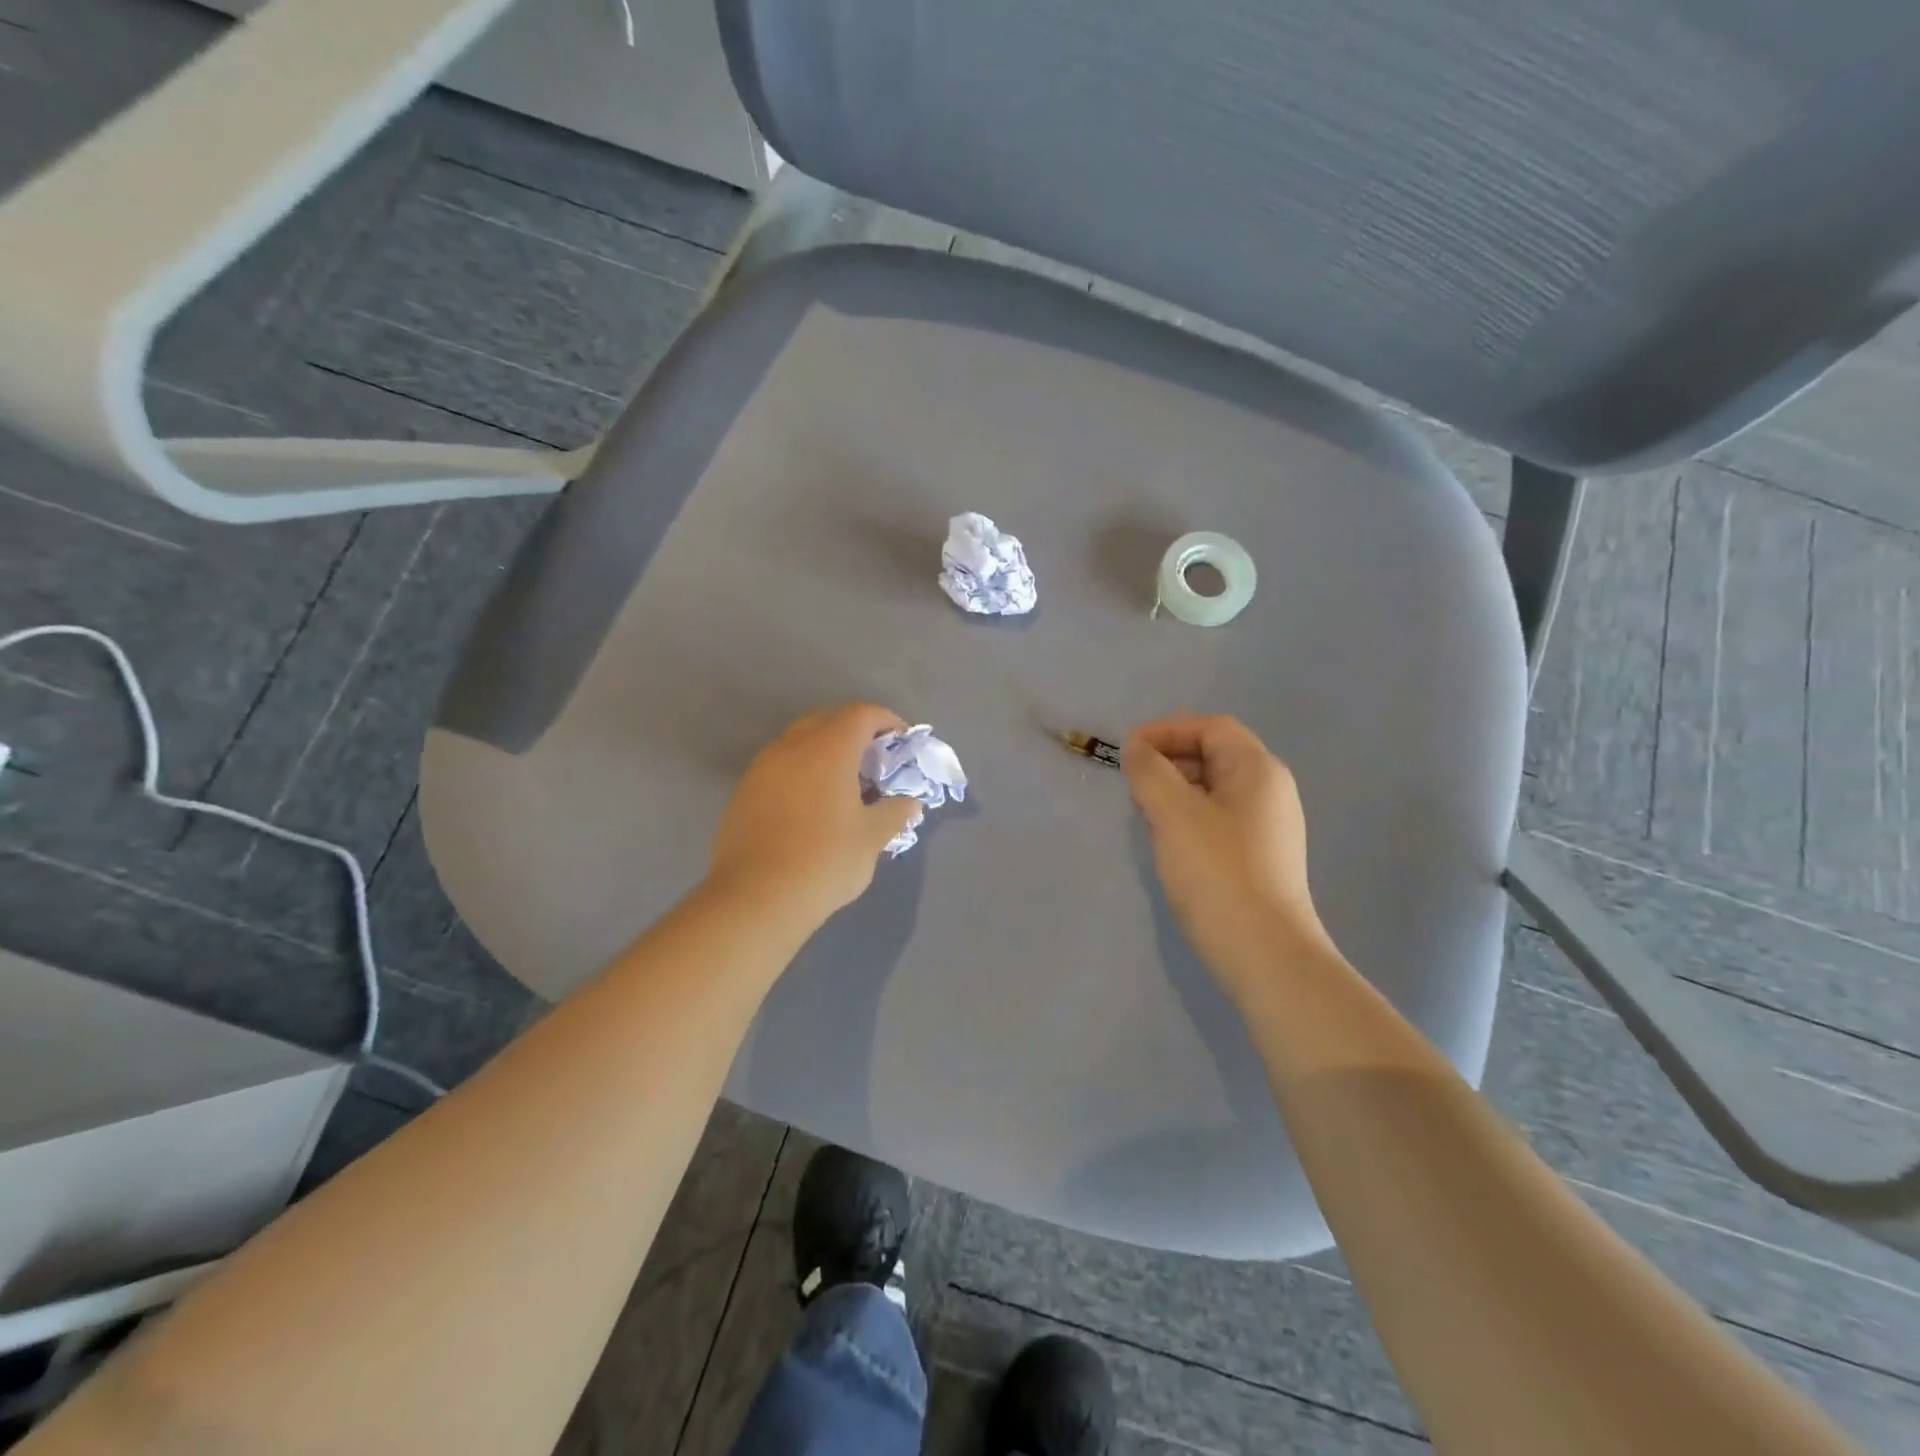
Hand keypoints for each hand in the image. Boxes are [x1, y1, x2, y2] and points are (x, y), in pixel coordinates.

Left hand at [707, 704, 923, 928]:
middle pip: (829, 720)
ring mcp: (763, 767)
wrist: (756, 898)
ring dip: (827, 751)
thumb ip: (895, 812)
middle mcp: (792, 746)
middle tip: (875, 762)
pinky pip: (781, 766)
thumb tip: (910, 802)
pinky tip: (813, 805)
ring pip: (801, 742)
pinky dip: (803, 771)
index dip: (887, 721)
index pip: (862, 713)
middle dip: (856, 732)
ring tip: (845, 784)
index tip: (902, 742)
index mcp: (828, 748)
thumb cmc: (824, 860)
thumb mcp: (872, 837)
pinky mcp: (745, 791)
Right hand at [1121, 714, 1328, 997]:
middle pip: (1214, 755)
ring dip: (1174, 791)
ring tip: (1145, 815)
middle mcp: (1271, 791)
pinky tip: (1168, 843)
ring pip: (1213, 790)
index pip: (1211, 727)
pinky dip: (1188, 818)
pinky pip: (1218, 819)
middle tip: (1132, 786)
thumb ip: (1150, 771)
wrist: (1264, 954)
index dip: (1166, 730)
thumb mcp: (1173, 814)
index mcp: (1258, 770)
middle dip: (1168, 761)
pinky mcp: (1259, 857)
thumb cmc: (1217, 873)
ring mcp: (1268, 826)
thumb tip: (1137, 749)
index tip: (1127, 752)